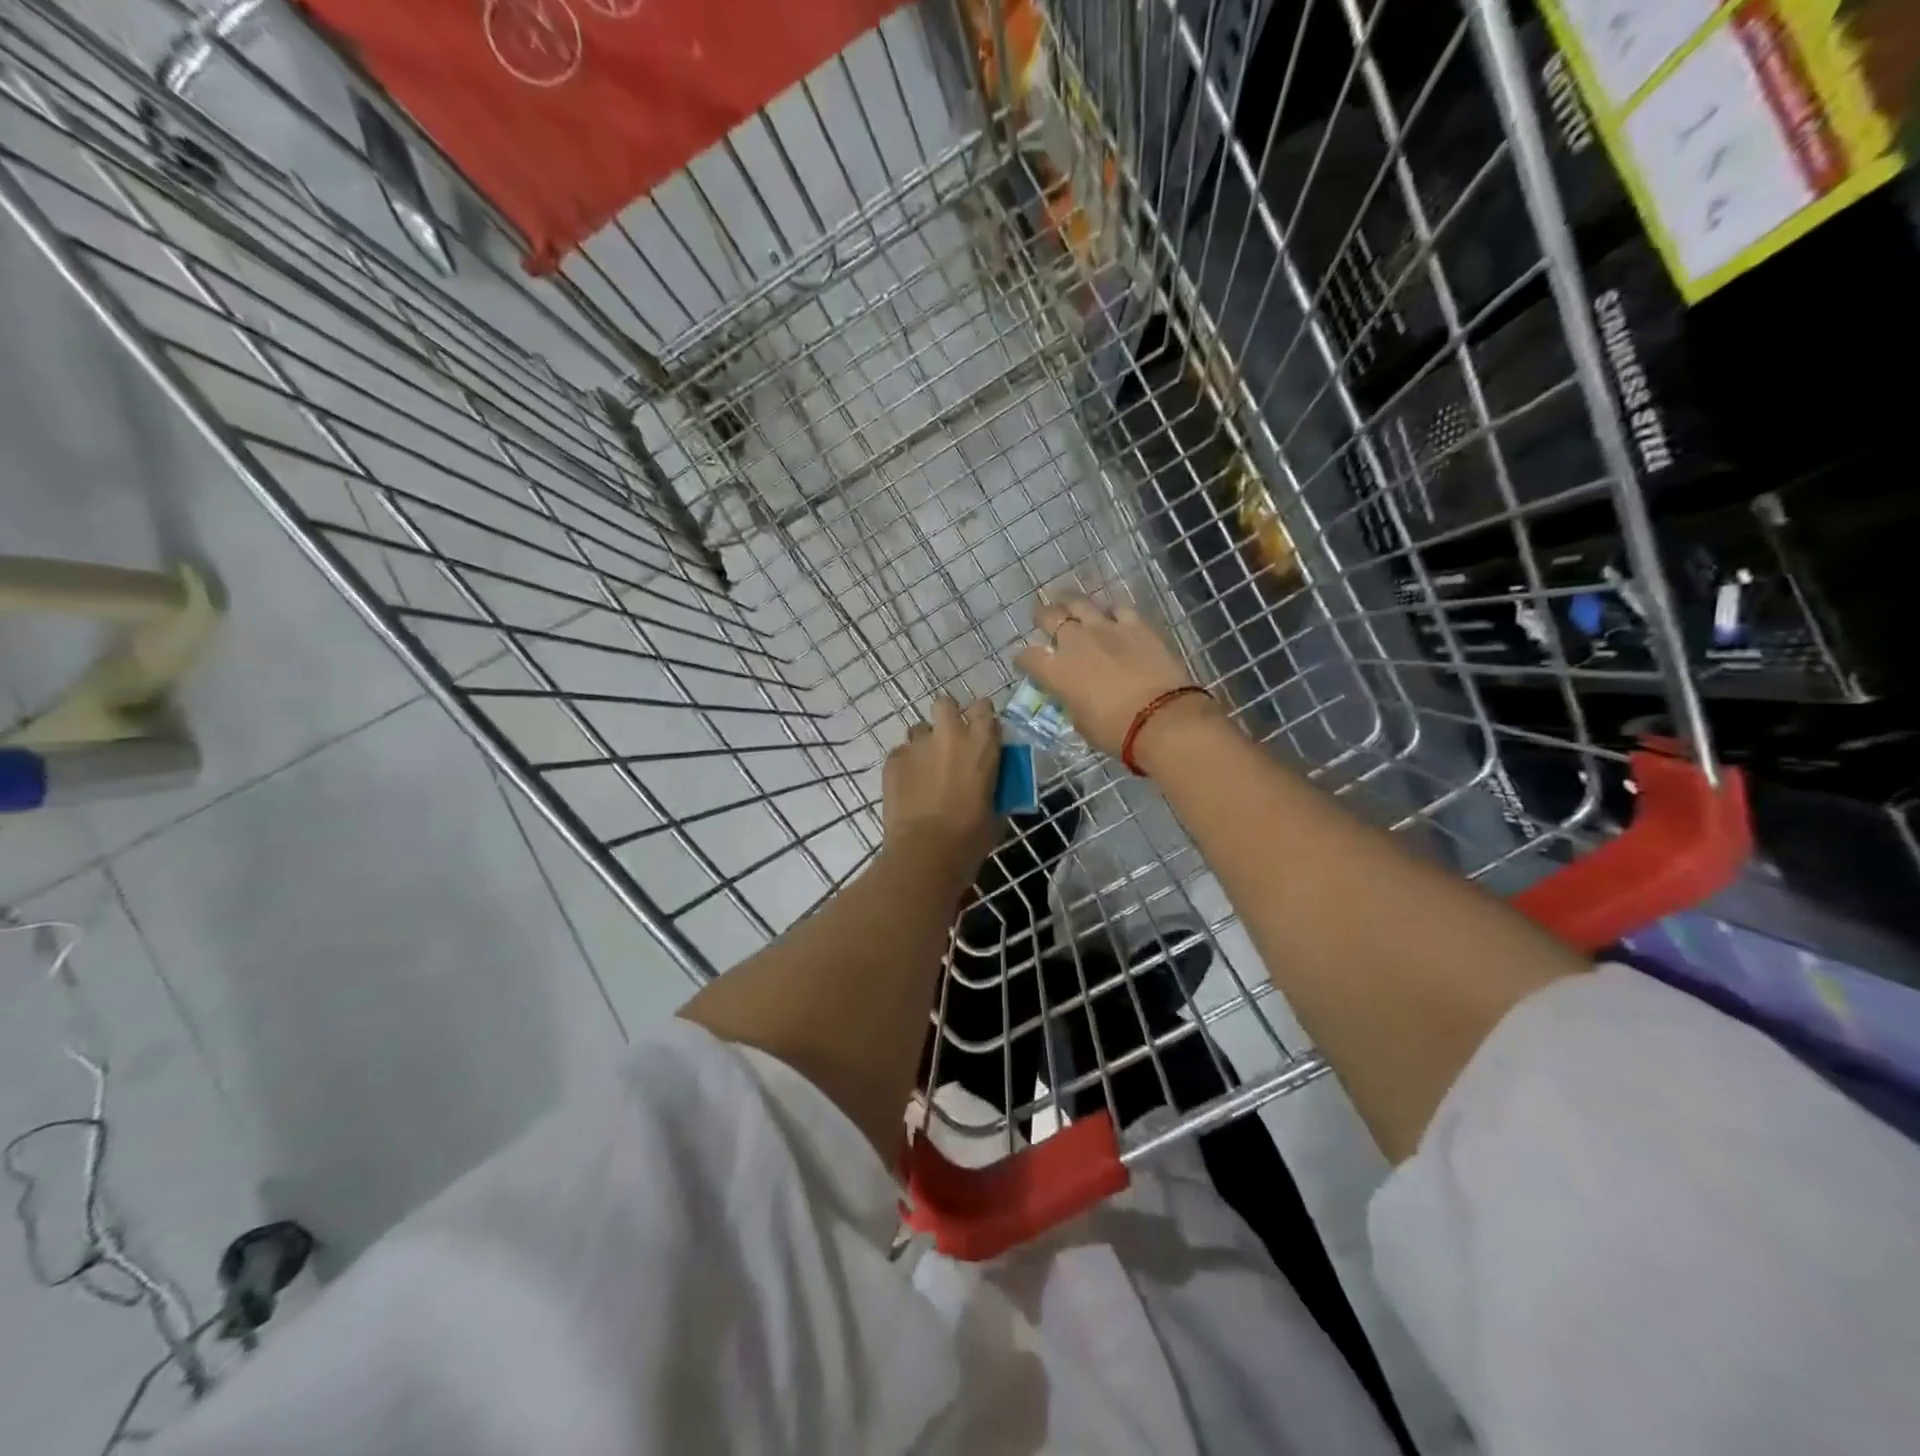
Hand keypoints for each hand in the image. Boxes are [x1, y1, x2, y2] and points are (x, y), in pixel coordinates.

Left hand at [882, 695, 1000, 881]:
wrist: (926, 852)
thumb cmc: (970, 837)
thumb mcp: (995, 812)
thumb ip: (993, 788)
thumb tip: (991, 788)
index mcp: (981, 744)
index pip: (984, 708)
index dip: (981, 716)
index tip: (982, 730)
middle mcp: (949, 735)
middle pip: (945, 703)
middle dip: (947, 715)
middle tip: (949, 740)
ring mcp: (917, 745)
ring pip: (919, 729)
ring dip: (924, 743)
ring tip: (925, 768)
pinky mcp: (893, 760)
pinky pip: (900, 753)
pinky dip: (905, 765)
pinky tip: (908, 786)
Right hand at [1013, 596, 1217, 760]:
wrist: (1161, 719)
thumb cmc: (1115, 732)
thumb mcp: (1081, 723)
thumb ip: (1071, 703)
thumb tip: (1074, 696)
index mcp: (1055, 671)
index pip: (1028, 657)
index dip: (1023, 659)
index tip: (1024, 662)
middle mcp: (1074, 642)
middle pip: (1049, 616)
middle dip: (1042, 616)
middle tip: (1042, 618)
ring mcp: (1105, 628)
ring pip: (1079, 601)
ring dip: (1070, 601)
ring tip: (1067, 600)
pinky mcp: (1135, 625)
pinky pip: (1118, 607)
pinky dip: (1111, 609)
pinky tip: (1111, 613)